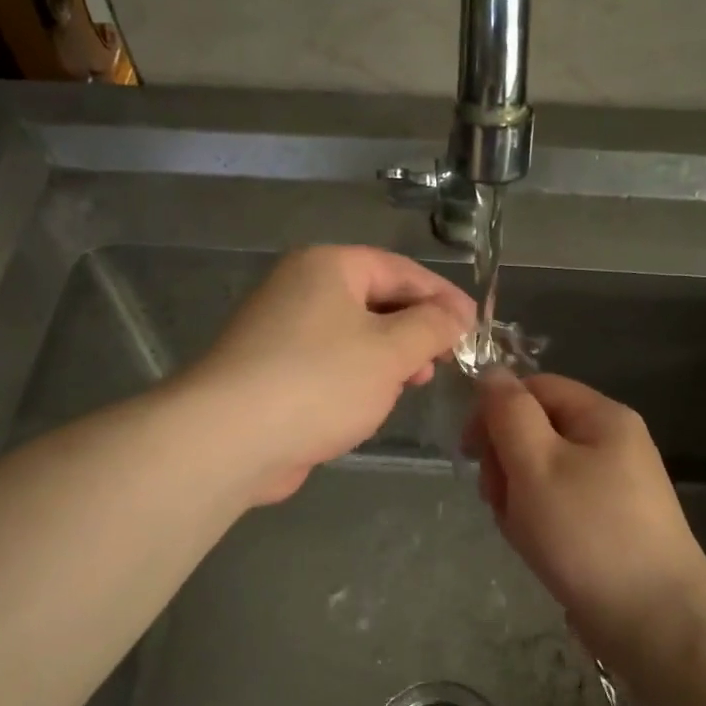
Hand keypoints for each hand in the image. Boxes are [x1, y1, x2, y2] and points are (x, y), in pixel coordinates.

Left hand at [186, 246, 474, 503]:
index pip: (400, 270)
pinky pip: (329, 365)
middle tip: (444, 362)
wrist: (230, 438)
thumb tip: (456, 314)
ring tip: (411, 385)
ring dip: (388, 359)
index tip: (475, 329)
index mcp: (328, 267)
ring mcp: (281, 331)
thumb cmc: (320, 382)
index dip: (443, 298)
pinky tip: (370, 405)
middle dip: (415, 331)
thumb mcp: (390, 351)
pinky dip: (356, 379)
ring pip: (353, 336)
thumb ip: (432, 327)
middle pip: (376, 300)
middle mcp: (300, 288)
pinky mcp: (272, 372)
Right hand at [466, 371, 705, 658]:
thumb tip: (491, 373)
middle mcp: (612, 443)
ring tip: (522, 531)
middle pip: (536, 430)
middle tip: (498, 499)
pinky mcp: (609, 522)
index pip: (533, 388)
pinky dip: (539, 520)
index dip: (494, 411)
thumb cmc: (587, 532)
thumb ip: (509, 413)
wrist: (653, 619)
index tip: (469, 451)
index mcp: (602, 416)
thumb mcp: (536, 463)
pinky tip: (537, 547)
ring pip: (542, 471)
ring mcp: (613, 485)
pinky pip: (559, 504)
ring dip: (518, 496)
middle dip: (506, 461)